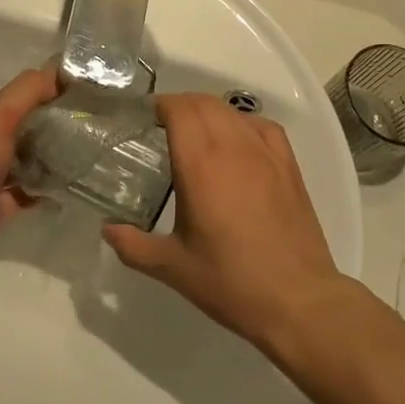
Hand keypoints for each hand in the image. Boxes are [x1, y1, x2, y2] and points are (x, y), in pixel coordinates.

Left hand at [0, 67, 59, 281]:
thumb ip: (29, 89)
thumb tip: (59, 70)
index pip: (2, 102)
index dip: (34, 101)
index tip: (68, 106)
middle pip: (11, 133)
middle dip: (42, 135)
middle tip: (77, 136)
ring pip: (16, 164)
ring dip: (42, 164)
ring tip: (77, 162)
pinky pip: (17, 194)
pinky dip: (37, 192)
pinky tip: (62, 190)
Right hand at [102, 94, 343, 352]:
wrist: (297, 300)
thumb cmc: (230, 281)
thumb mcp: (172, 267)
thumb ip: (133, 245)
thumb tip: (107, 230)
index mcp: (200, 165)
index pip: (179, 110)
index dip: (161, 106)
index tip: (146, 117)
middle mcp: (232, 147)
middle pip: (203, 103)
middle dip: (180, 105)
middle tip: (164, 125)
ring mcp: (265, 153)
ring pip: (232, 111)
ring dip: (209, 111)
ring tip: (197, 132)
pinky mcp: (288, 165)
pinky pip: (262, 125)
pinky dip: (242, 123)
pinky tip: (237, 141)